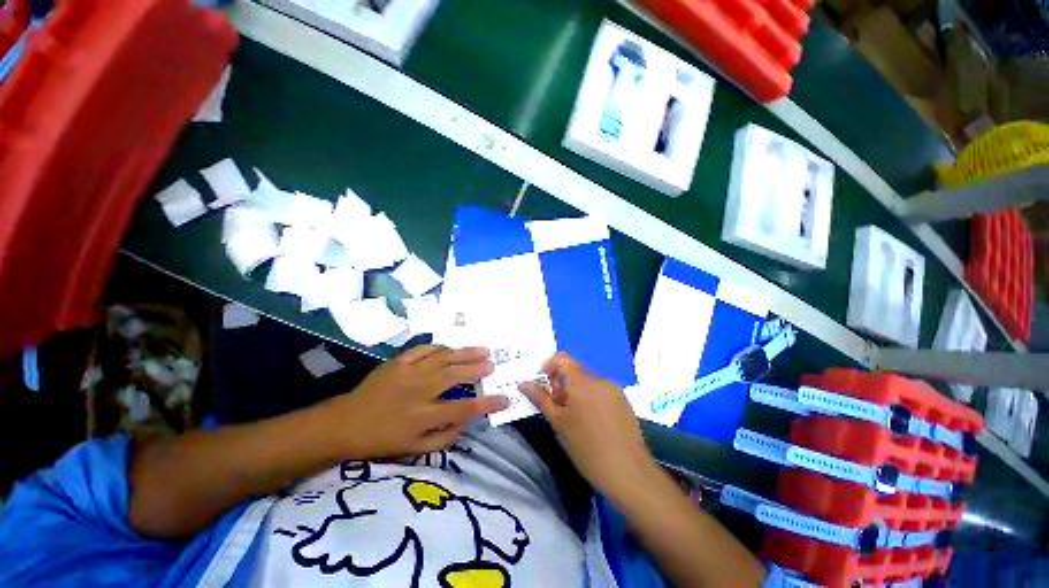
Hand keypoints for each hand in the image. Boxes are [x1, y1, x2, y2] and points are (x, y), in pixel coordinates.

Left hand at [322, 345, 507, 458]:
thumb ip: (443, 439)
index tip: (504, 398)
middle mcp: (418, 391)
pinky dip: (440, 347)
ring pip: (443, 358)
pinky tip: (451, 348)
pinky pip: (424, 349)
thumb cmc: (381, 439)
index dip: (486, 403)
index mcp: (422, 416)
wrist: (345, 422)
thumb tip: (466, 424)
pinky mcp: (398, 361)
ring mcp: (408, 372)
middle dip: (477, 369)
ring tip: (483, 349)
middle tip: (493, 365)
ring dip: (465, 353)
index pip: (463, 409)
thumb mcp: (412, 450)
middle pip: (455, 376)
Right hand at [520, 353, 656, 498]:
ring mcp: (614, 389)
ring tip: (575, 418)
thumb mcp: (558, 423)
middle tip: (558, 407)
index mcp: (581, 381)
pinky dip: (591, 397)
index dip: (549, 366)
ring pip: (588, 381)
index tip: (544, 385)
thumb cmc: (586, 448)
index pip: (562, 357)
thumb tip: (523, 383)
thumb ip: (541, 398)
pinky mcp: (623, 400)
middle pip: (575, 370)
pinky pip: (601, 390)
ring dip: (576, 391)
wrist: (628, 473)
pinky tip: (592, 422)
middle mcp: (599, 379)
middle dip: (562, 383)